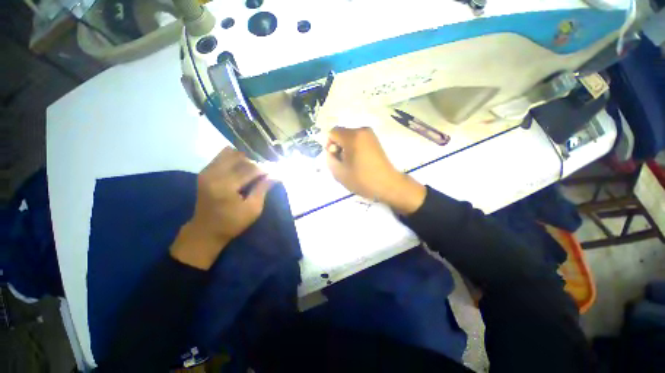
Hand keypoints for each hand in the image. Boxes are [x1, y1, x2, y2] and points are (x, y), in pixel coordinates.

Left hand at [170, 148, 274, 269]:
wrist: (205, 231)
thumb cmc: (232, 223)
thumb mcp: (253, 209)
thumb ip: (263, 189)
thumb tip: (276, 176)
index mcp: (226, 186)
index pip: (250, 169)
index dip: (264, 170)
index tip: (274, 172)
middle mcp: (214, 174)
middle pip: (239, 157)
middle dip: (254, 163)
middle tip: (262, 172)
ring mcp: (207, 172)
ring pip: (229, 153)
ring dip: (243, 159)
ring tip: (251, 169)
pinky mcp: (204, 172)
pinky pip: (220, 157)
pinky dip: (233, 159)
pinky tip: (240, 168)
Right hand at [326, 127, 425, 214]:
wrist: (387, 184)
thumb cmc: (362, 179)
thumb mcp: (338, 172)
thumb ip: (330, 158)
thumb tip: (333, 150)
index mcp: (352, 136)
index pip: (332, 132)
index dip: (330, 145)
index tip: (336, 158)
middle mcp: (362, 130)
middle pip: (342, 134)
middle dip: (339, 146)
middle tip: (344, 163)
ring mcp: (371, 134)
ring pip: (350, 137)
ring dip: (347, 148)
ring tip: (353, 163)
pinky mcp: (375, 140)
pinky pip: (358, 140)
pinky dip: (355, 148)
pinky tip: (360, 161)